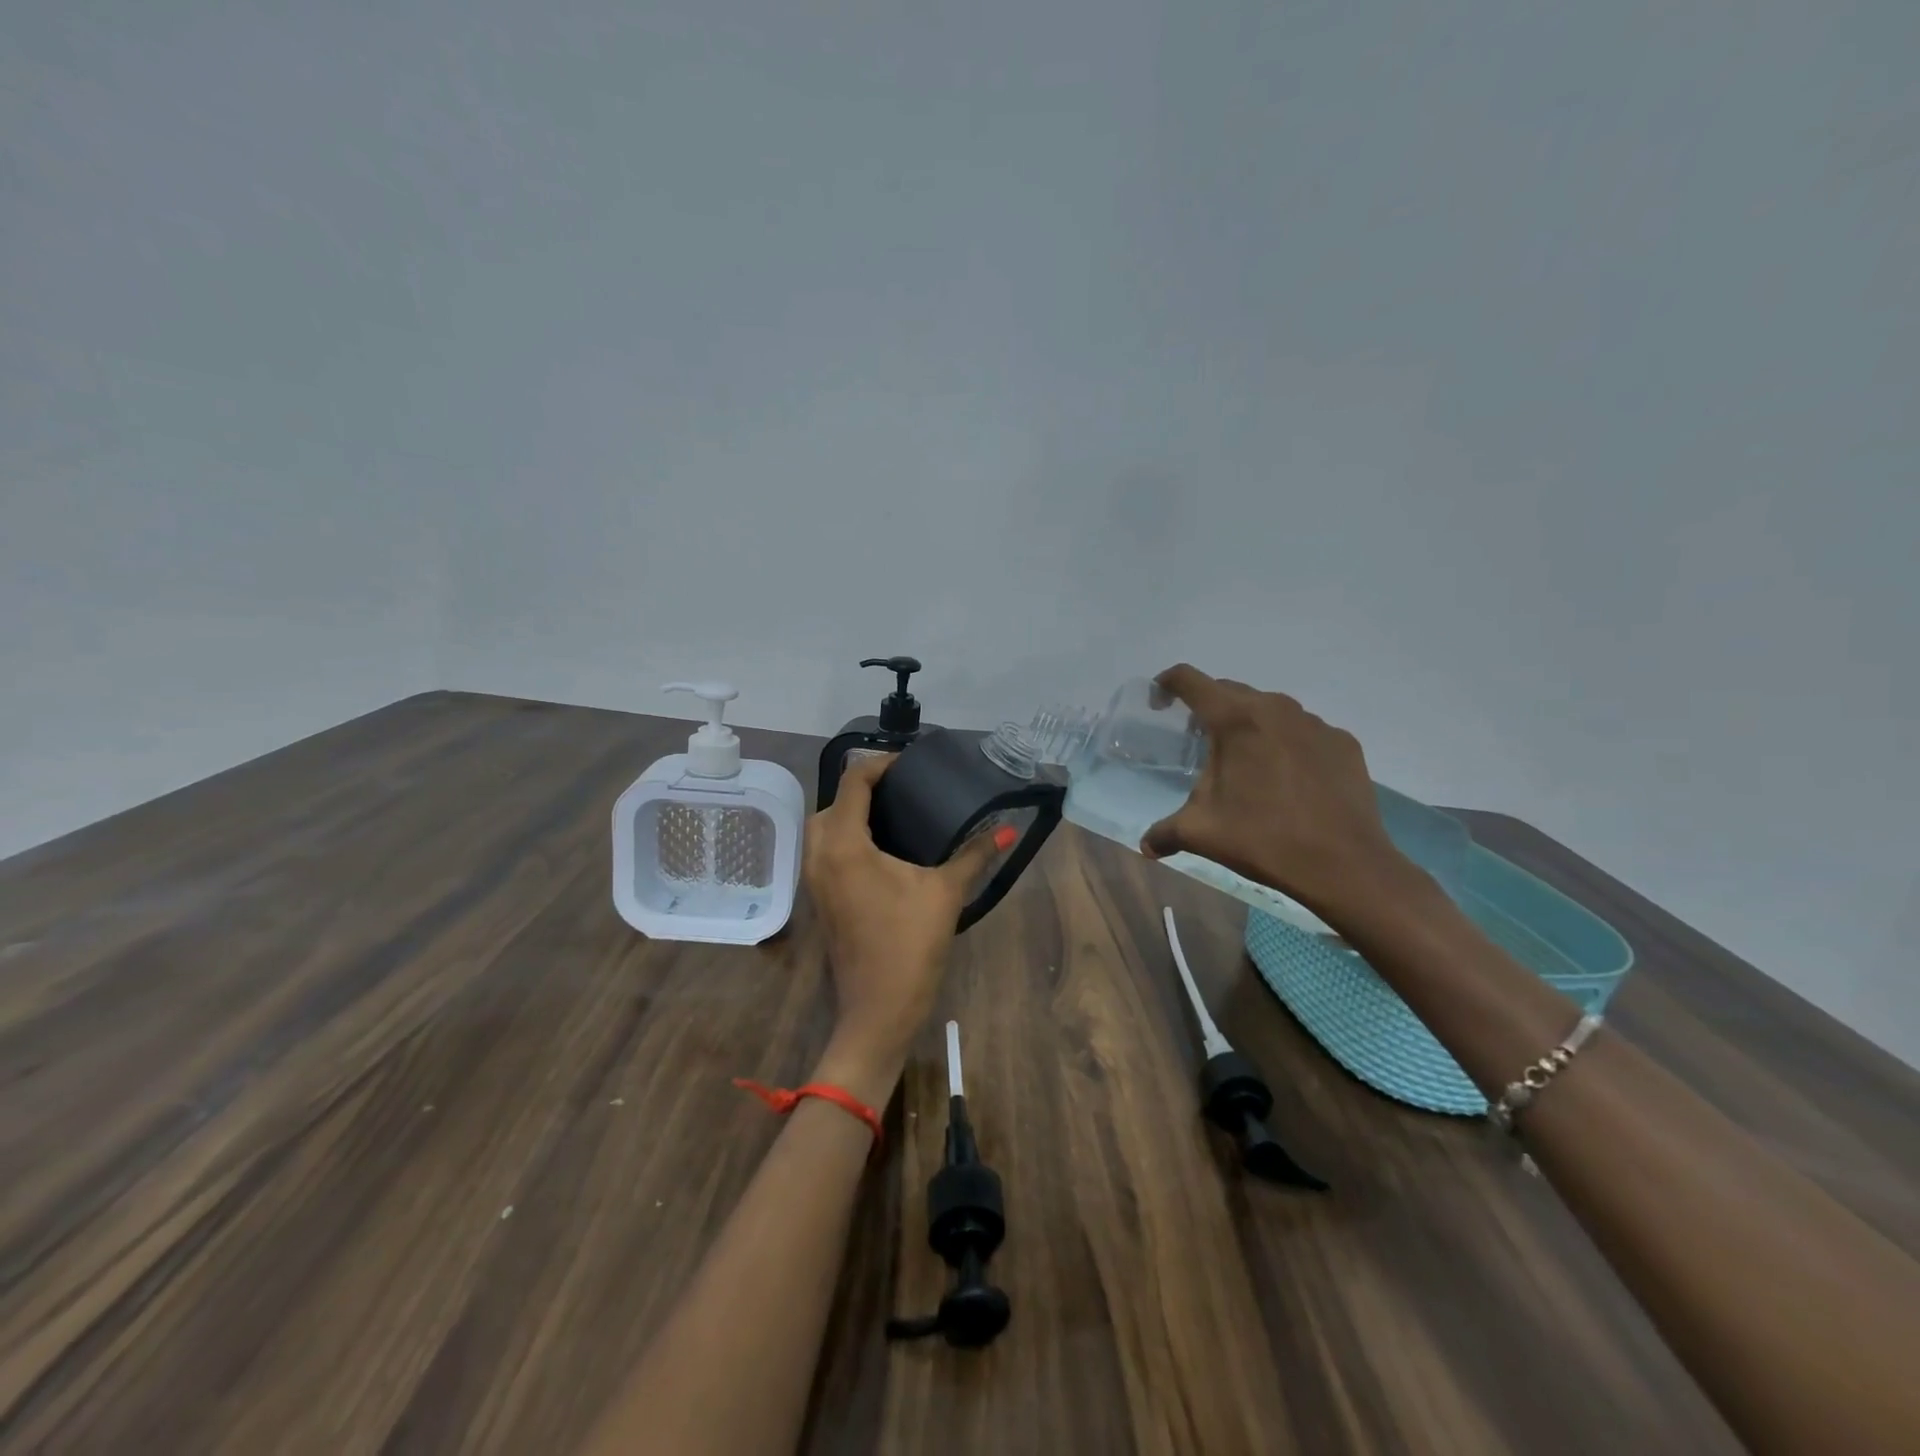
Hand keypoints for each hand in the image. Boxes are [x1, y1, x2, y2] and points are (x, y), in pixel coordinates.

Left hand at [803, 754, 1007, 1099]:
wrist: (878, 1010)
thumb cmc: (909, 946)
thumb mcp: (945, 893)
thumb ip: (974, 855)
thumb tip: (1008, 830)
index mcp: (844, 844)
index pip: (854, 782)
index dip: (880, 764)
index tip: (911, 764)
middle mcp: (820, 854)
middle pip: (833, 801)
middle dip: (863, 787)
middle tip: (904, 788)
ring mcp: (815, 879)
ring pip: (823, 827)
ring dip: (851, 812)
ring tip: (893, 812)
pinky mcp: (820, 897)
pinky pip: (825, 850)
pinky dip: (845, 836)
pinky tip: (880, 846)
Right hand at [1142, 665, 1413, 920]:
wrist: (1344, 865)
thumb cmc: (1262, 839)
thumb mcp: (1200, 833)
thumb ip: (1164, 832)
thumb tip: (1146, 846)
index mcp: (1234, 720)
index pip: (1190, 680)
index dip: (1167, 684)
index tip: (1158, 702)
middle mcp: (1275, 709)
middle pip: (1230, 691)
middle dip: (1208, 708)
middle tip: (1197, 740)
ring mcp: (1314, 723)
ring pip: (1269, 709)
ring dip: (1248, 725)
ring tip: (1244, 761)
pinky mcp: (1343, 742)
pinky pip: (1303, 731)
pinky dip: (1285, 743)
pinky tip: (1285, 778)